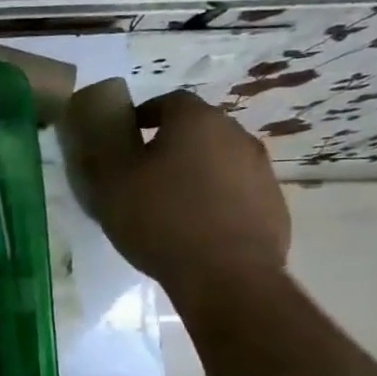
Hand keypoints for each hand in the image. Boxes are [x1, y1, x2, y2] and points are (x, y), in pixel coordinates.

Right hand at [70, 87, 289, 309]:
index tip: (125, 138)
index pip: (168, 100)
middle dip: (169, 143)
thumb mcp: (111, 183)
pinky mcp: (273, 204)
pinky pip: (235, 191)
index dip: (144, 115)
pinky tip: (195, 227)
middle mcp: (235, 135)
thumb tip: (104, 130)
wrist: (225, 274)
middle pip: (197, 129)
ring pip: (218, 160)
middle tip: (142, 172)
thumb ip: (105, 148)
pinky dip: (214, 199)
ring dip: (193, 172)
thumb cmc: (160, 219)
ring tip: (167, 203)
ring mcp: (260, 170)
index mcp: (196, 121)